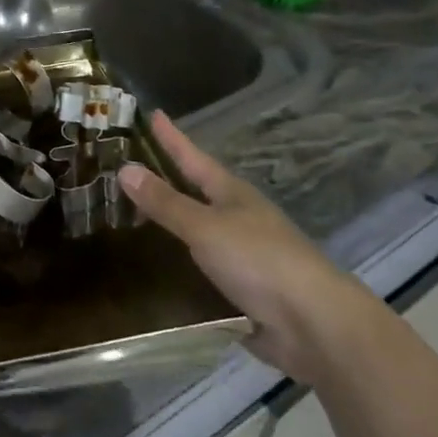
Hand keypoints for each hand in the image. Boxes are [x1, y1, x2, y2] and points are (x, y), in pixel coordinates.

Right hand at [117, 111, 377, 383]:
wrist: (313, 323)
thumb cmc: (258, 260)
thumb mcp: (205, 227)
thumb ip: (166, 202)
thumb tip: (124, 168)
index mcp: (231, 194)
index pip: (192, 157)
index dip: (171, 137)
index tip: (152, 113)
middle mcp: (236, 219)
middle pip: (193, 192)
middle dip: (163, 181)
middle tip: (125, 171)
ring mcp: (240, 255)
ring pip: (195, 232)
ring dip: (167, 225)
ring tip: (129, 219)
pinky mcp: (239, 290)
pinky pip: (198, 270)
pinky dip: (176, 265)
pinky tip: (154, 270)